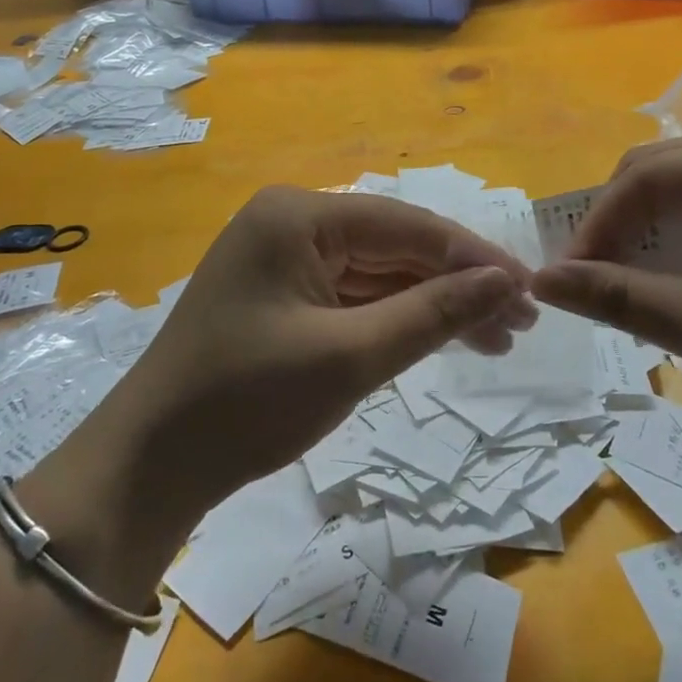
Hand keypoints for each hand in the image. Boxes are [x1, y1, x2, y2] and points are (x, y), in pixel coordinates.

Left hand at [79, 187, 534, 525]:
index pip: (406, 224)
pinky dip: (396, 319)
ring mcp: (285, 259)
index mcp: (299, 215)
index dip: (473, 255)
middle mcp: (292, 222)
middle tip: (521, 323)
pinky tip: (441, 337)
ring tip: (497, 339)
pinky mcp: (283, 295)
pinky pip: (353, 296)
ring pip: (378, 274)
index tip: (530, 288)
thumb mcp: (350, 356)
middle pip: (394, 247)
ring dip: (433, 305)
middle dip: (457, 284)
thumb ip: (432, 312)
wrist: (151, 466)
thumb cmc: (247, 402)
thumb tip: (505, 281)